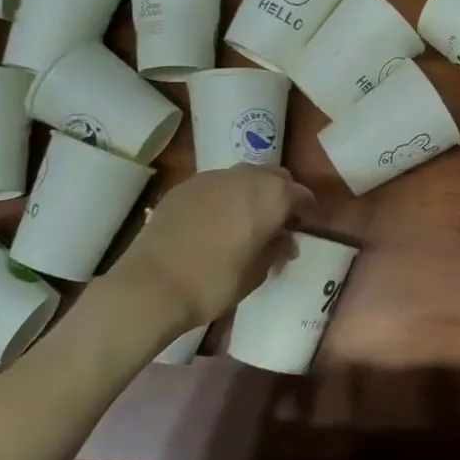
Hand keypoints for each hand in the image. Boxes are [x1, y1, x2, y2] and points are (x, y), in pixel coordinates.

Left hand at [120, 166, 315, 331]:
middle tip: (279, 221)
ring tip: (246, 219)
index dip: (307, 210)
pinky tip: (215, 221)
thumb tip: (285, 240)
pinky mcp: (185, 185)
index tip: (306, 226)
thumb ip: (276, 249)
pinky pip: (216, 185)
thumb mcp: (257, 273)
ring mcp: (212, 177)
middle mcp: (246, 177)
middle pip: (274, 176)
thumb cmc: (215, 281)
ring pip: (244, 176)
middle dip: (282, 194)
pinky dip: (224, 197)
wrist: (153, 283)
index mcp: (272, 196)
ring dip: (252, 192)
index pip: (301, 195)